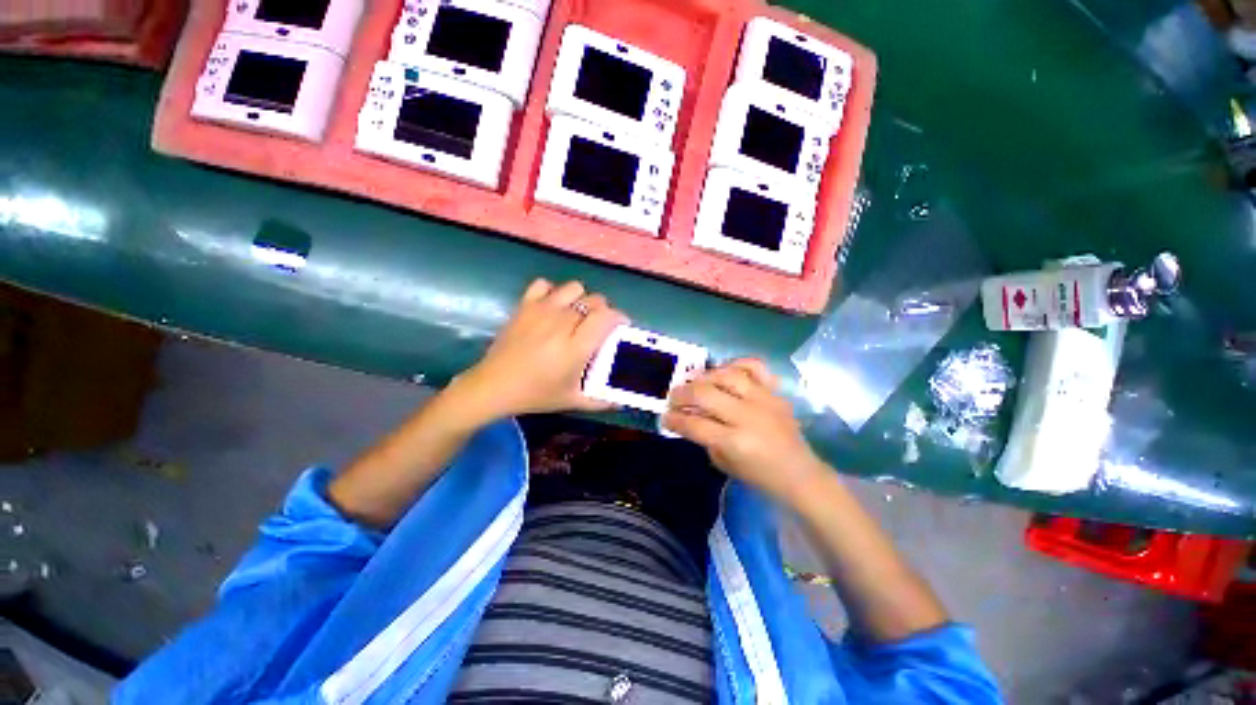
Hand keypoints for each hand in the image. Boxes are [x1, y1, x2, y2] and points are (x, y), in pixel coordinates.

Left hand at [451, 279, 627, 422]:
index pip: (607, 317)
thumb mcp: (572, 401)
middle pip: (594, 300)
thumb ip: (600, 401)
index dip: (619, 317)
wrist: (493, 386)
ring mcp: (541, 310)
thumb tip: (621, 403)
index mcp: (576, 347)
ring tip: (576, 315)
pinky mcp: (524, 305)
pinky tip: (552, 307)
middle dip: (603, 310)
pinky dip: (552, 292)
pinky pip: (544, 284)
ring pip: (574, 287)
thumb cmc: (536, 395)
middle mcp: (562, 323)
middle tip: (599, 325)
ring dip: (581, 299)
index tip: (621, 325)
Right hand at [663, 359, 826, 504]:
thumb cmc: (758, 475)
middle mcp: (747, 416)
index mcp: (734, 442)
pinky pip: (755, 366)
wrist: (800, 474)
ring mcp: (764, 400)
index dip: (674, 418)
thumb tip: (688, 415)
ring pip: (726, 375)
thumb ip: (703, 437)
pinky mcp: (775, 392)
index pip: (694, 424)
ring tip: (696, 383)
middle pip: (705, 394)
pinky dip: (736, 363)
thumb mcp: (723, 463)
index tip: (664, 416)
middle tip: (674, 398)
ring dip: (704, 377)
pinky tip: (724, 370)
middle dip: (682, 394)